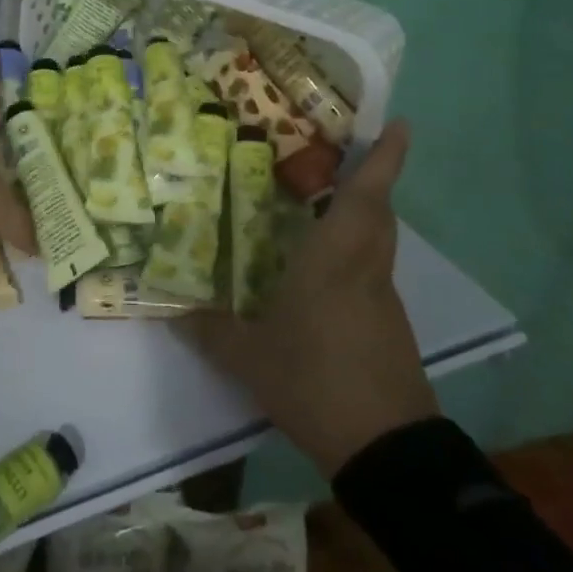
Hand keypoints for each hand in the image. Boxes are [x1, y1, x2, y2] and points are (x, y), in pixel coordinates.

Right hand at [181, 120, 435, 477]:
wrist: (385, 448)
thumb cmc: (315, 383)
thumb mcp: (249, 360)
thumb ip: (211, 331)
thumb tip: (174, 312)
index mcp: (334, 262)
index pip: (365, 197)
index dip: (384, 158)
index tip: (398, 123)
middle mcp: (365, 270)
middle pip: (378, 213)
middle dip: (371, 178)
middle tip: (341, 156)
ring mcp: (383, 300)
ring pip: (378, 242)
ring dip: (361, 215)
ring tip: (322, 204)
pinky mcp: (390, 326)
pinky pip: (373, 273)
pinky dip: (355, 255)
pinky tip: (321, 273)